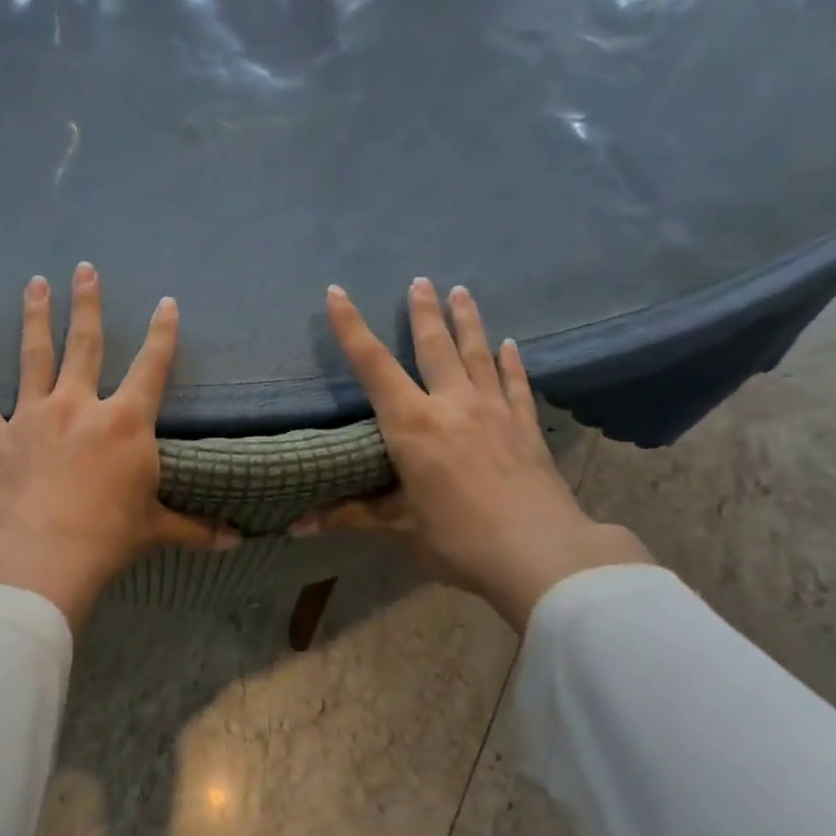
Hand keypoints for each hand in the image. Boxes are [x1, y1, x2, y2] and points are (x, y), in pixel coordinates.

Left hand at [0, 263, 237, 630]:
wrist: (42, 559)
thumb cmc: (106, 539)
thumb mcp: (155, 530)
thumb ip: (194, 528)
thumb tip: (236, 541)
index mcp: (125, 423)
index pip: (150, 367)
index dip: (162, 334)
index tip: (166, 303)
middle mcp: (79, 406)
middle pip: (85, 344)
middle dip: (87, 304)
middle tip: (83, 268)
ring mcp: (33, 417)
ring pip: (34, 356)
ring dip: (35, 316)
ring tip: (35, 283)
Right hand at [296, 280, 650, 631]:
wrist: (542, 556)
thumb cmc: (458, 539)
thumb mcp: (398, 527)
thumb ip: (349, 516)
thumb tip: (293, 527)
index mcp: (412, 424)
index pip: (373, 365)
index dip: (351, 327)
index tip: (337, 293)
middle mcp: (452, 405)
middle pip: (434, 346)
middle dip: (423, 311)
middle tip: (419, 279)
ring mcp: (495, 411)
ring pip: (477, 354)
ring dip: (467, 321)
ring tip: (460, 290)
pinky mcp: (526, 427)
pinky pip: (517, 384)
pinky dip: (511, 362)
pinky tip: (510, 344)